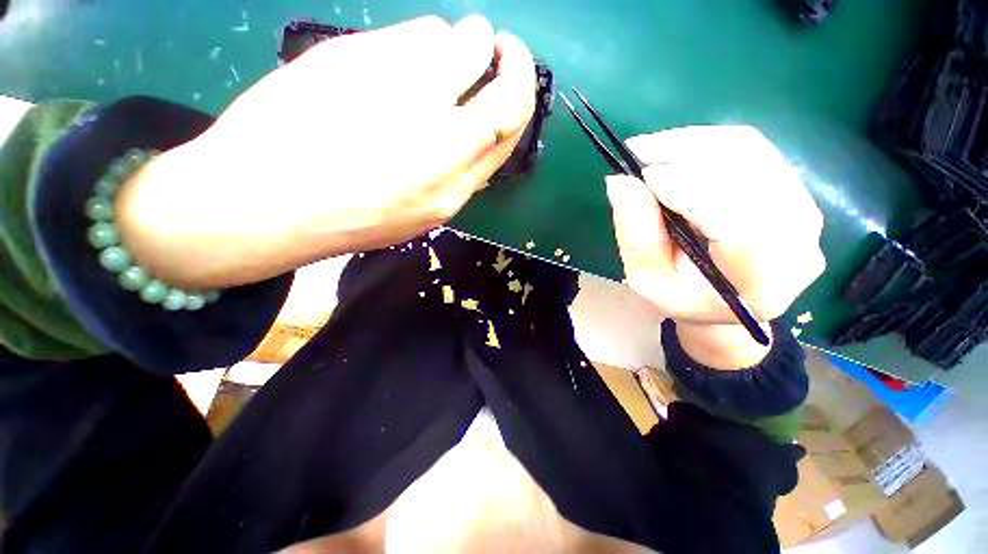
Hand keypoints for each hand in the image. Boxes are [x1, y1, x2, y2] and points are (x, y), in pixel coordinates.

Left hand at [117, 15, 534, 287]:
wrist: (269, 202)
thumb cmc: (349, 218)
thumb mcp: (417, 216)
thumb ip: (453, 177)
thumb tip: (474, 137)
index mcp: (453, 187)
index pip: (509, 132)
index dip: (520, 99)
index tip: (512, 80)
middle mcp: (444, 142)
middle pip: (507, 89)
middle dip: (514, 61)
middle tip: (502, 49)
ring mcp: (406, 93)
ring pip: (466, 43)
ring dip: (462, 45)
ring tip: (431, 64)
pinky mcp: (365, 56)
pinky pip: (419, 31)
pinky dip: (420, 40)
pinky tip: (392, 62)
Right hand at [605, 126, 824, 365]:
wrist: (726, 297)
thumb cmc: (684, 296)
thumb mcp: (648, 279)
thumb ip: (636, 236)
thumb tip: (619, 183)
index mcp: (762, 281)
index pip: (734, 225)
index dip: (688, 191)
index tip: (641, 175)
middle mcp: (798, 240)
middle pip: (747, 176)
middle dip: (686, 154)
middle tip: (637, 152)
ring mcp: (802, 208)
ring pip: (749, 152)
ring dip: (694, 143)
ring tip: (651, 149)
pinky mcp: (793, 188)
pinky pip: (752, 148)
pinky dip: (708, 142)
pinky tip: (677, 151)